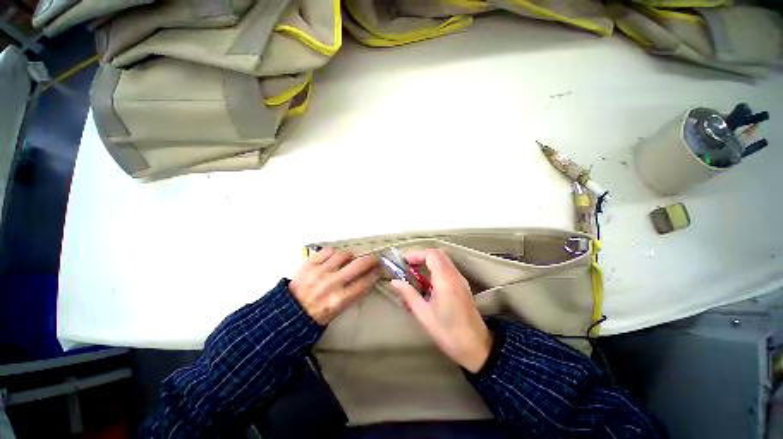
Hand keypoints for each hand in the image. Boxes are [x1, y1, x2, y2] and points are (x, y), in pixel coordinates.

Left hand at [290, 248, 379, 325]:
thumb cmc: (318, 314)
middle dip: (371, 259)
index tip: (380, 268)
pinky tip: (335, 257)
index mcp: (339, 300)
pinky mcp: (310, 264)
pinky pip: (328, 251)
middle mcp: (332, 284)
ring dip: (351, 256)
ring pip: (344, 254)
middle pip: (359, 265)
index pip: (365, 282)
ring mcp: (320, 272)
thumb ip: (354, 294)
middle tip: (374, 258)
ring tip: (350, 259)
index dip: (376, 273)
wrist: (290, 312)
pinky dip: (334, 253)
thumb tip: (369, 277)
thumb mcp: (339, 310)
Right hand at [389, 249, 492, 372]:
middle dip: (420, 256)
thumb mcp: (424, 315)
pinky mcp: (462, 286)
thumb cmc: (448, 333)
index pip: (431, 255)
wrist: (477, 348)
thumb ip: (409, 295)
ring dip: (427, 262)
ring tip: (413, 273)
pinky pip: (447, 269)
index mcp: (445, 280)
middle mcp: (455, 275)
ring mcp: (460, 280)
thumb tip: (394, 282)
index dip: (415, 254)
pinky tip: (426, 283)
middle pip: (438, 254)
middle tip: (406, 266)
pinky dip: (434, 269)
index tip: (402, 262)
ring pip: (443, 260)